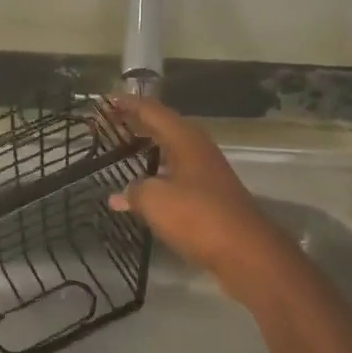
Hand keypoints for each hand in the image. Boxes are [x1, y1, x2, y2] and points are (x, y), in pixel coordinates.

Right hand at [108, 95, 298, 297]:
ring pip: (171, 150)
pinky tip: (145, 185)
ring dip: (148, 147)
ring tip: (123, 148)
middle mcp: (198, 149)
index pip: (152, 111)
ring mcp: (207, 172)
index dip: (128, 105)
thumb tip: (118, 195)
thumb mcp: (155, 200)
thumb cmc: (198, 217)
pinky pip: (177, 172)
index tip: (105, 101)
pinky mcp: (210, 195)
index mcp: (185, 139)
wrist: (246, 252)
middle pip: (164, 127)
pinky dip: (157, 171)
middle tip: (110, 122)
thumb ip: (133, 192)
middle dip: (137, 123)